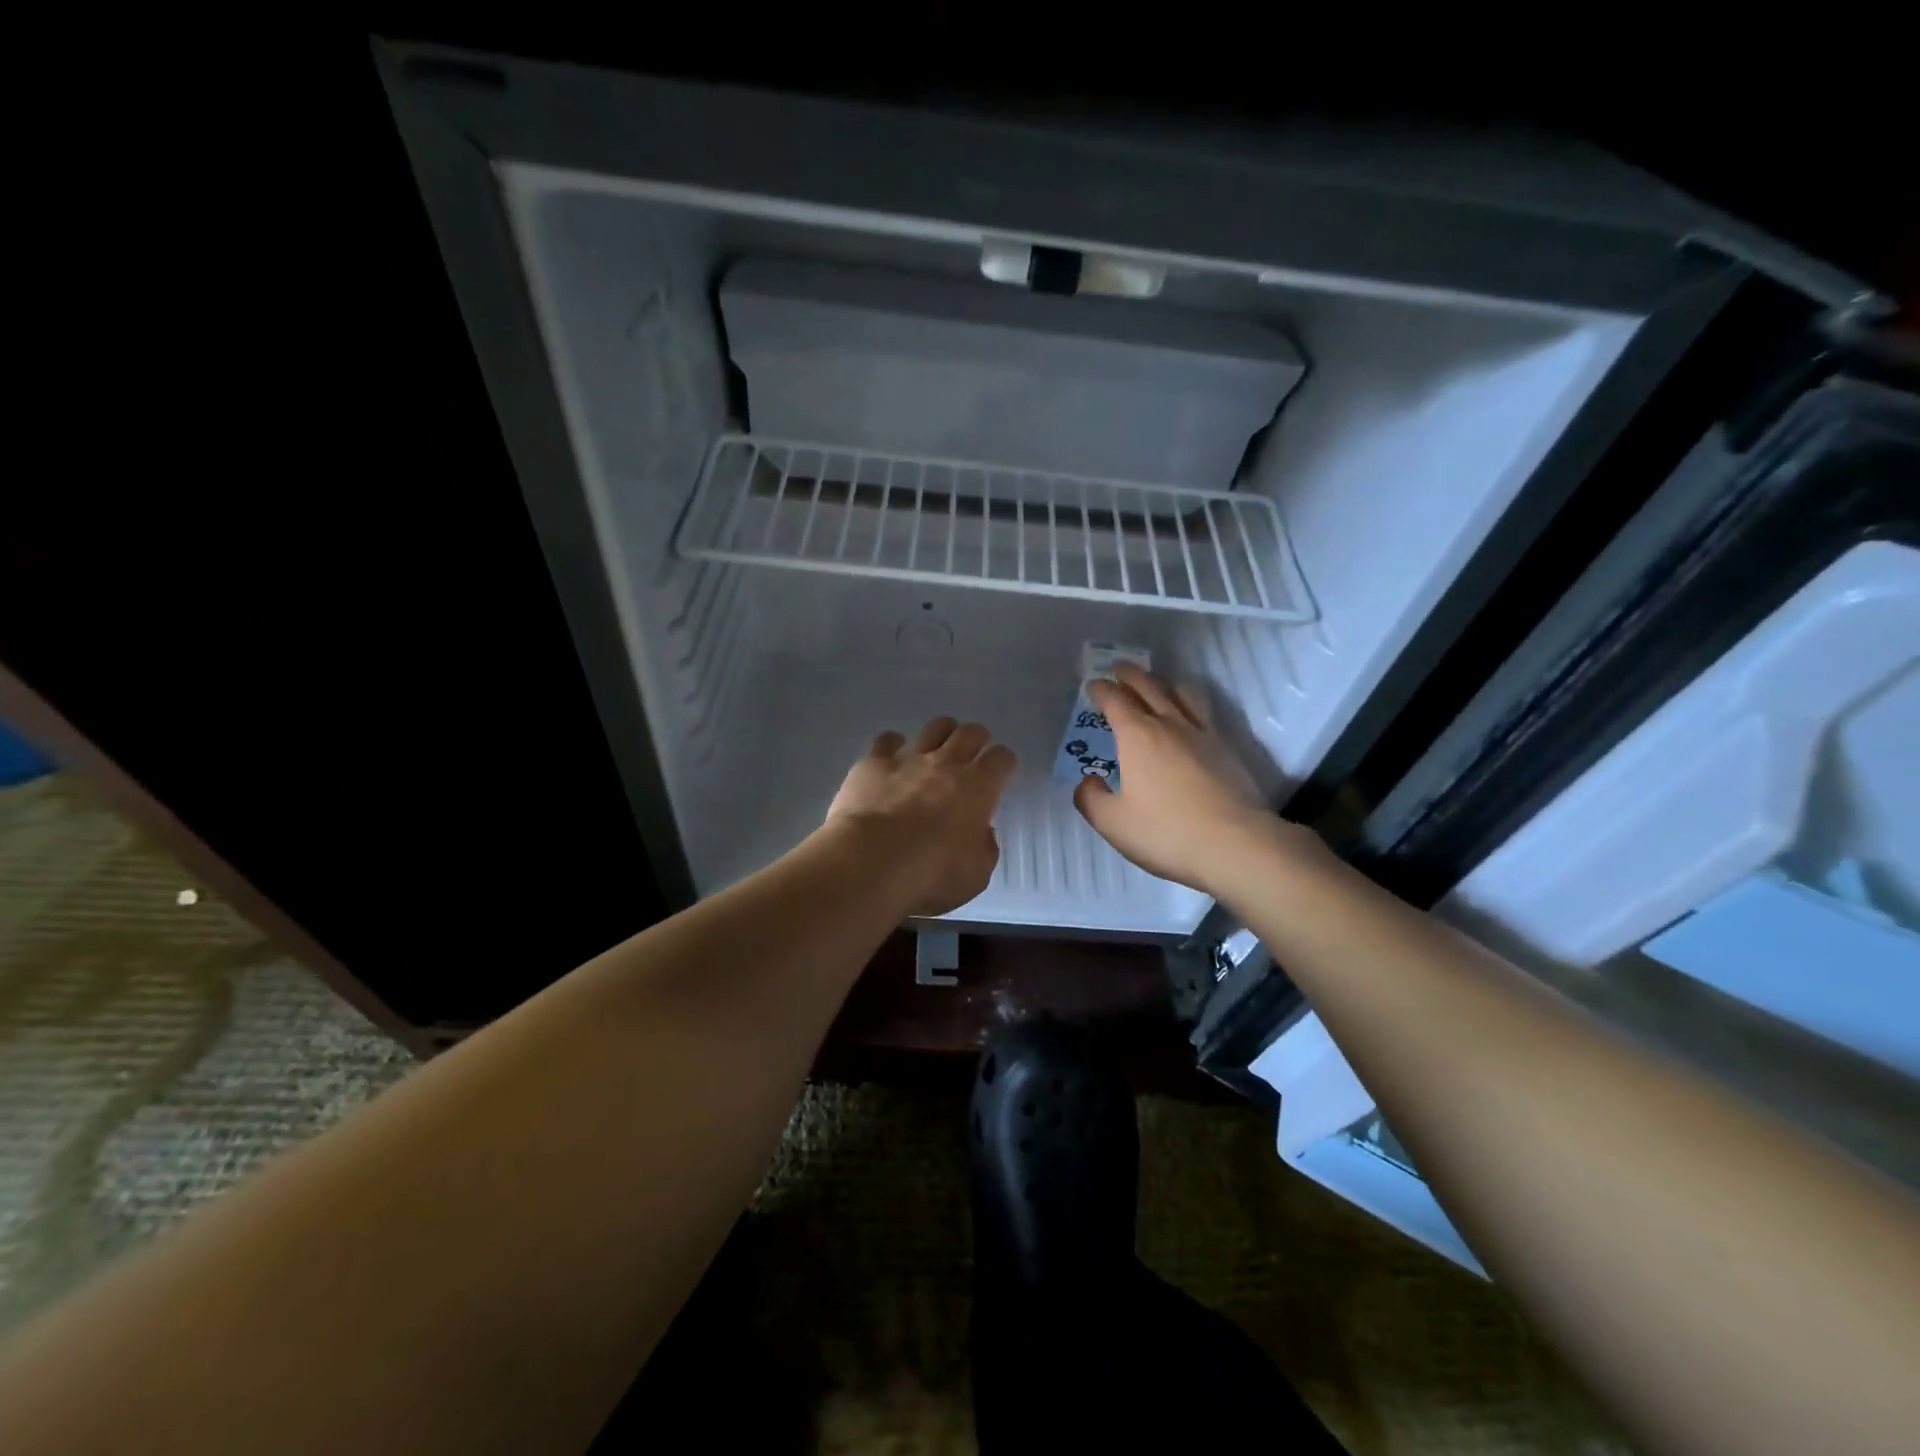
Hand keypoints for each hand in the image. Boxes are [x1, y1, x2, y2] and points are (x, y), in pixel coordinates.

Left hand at [824, 717, 1017, 917]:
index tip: (1000, 774)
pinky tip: (890, 760)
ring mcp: (908, 758)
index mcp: (979, 788)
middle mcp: (947, 763)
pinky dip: (892, 746)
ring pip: (934, 727)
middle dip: (976, 740)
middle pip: (971, 732)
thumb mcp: (975, 875)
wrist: (870, 862)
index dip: (1003, 764)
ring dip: (940, 735)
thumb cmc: (930, 875)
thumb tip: (982, 833)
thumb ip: (984, 849)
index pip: (1002, 758)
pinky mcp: (873, 762)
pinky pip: (887, 740)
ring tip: (935, 751)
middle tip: (970, 757)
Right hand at [1073, 664, 1296, 893]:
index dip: (1101, 690)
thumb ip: (1091, 799)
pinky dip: (1189, 703)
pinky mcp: (1227, 748)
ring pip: (1182, 693)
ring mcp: (1202, 734)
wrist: (1235, 844)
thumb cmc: (1166, 832)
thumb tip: (1088, 781)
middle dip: (1130, 675)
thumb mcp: (1113, 823)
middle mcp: (1169, 725)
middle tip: (1119, 668)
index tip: (1093, 685)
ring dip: (1164, 683)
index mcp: (1136, 737)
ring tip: (1157, 684)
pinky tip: (1190, 715)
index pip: (1115, 701)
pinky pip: (1204, 712)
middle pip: (1148, 686)